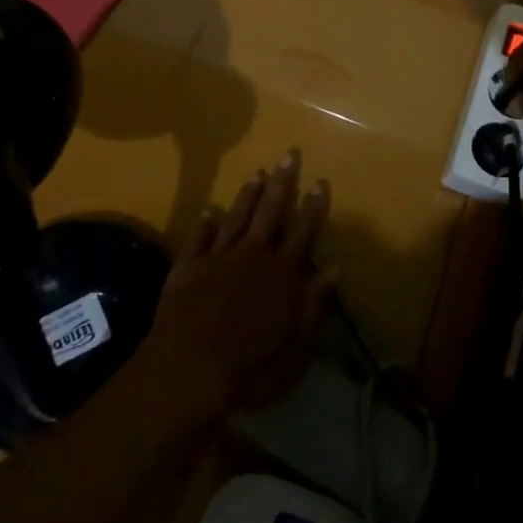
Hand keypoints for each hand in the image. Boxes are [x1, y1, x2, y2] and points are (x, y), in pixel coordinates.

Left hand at [142, 149, 334, 418]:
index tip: (320, 180)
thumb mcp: (297, 345)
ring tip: (256, 173)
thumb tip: (334, 268)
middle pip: (270, 212)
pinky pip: (198, 238)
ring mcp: (217, 258)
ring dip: (247, 195)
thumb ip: (315, 304)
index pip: (302, 231)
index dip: (313, 206)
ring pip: (236, 217)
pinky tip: (209, 209)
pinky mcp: (187, 267)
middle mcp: (252, 256)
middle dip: (282, 183)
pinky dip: (205, 222)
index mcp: (281, 274)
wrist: (188, 368)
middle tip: (288, 154)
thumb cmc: (251, 366)